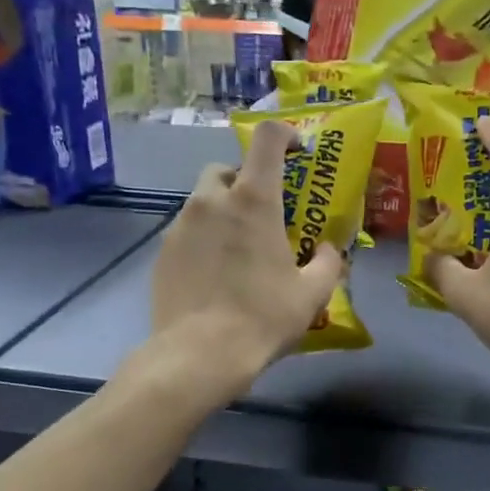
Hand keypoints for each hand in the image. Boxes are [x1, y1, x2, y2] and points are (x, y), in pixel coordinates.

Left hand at [147, 121, 343, 396]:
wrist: (199, 355)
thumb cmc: (262, 317)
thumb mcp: (312, 294)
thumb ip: (327, 263)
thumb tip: (329, 250)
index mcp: (253, 200)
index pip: (266, 139)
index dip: (284, 135)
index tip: (297, 151)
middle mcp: (211, 201)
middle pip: (225, 169)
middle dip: (243, 181)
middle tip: (262, 213)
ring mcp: (180, 225)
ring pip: (202, 202)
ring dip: (221, 213)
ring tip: (237, 250)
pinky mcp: (161, 253)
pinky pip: (186, 233)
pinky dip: (202, 241)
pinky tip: (213, 275)